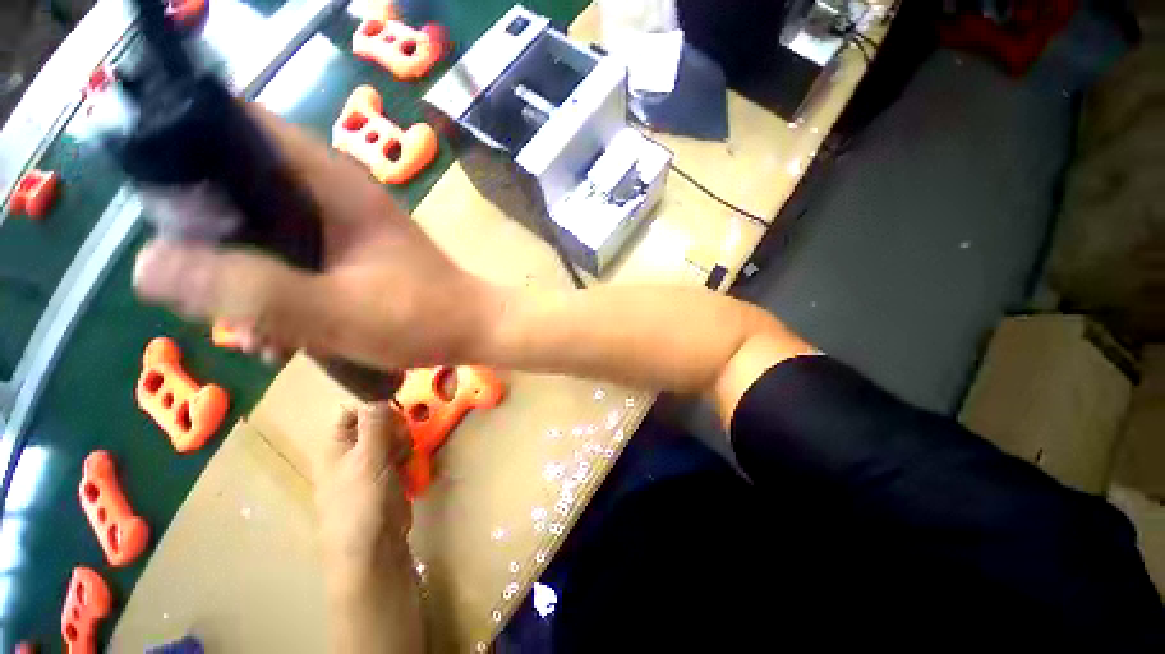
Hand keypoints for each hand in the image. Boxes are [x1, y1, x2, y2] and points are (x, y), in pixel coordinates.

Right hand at [132, 104, 498, 370]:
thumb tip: (148, 265)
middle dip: (207, 236)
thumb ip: (249, 289)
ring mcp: (341, 227)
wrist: (475, 329)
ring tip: (251, 335)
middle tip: (202, 288)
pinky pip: (291, 261)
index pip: (242, 127)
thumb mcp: (334, 310)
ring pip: (261, 231)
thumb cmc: (423, 318)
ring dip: (242, 279)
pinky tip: (278, 339)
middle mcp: (333, 195)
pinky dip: (275, 293)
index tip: (158, 199)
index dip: (187, 143)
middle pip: (238, 185)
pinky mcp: (349, 256)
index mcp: (332, 185)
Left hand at [315, 403, 412, 578]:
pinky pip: (401, 453)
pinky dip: (407, 456)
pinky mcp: (388, 476)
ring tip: (405, 456)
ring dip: (404, 441)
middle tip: (401, 439)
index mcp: (335, 444)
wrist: (373, 548)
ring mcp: (370, 464)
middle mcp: (351, 451)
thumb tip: (378, 393)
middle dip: (394, 426)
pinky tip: (410, 467)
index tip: (396, 411)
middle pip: (377, 422)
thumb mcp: (368, 457)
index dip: (374, 406)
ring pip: (392, 437)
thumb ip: (375, 423)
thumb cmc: (361, 502)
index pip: (353, 410)